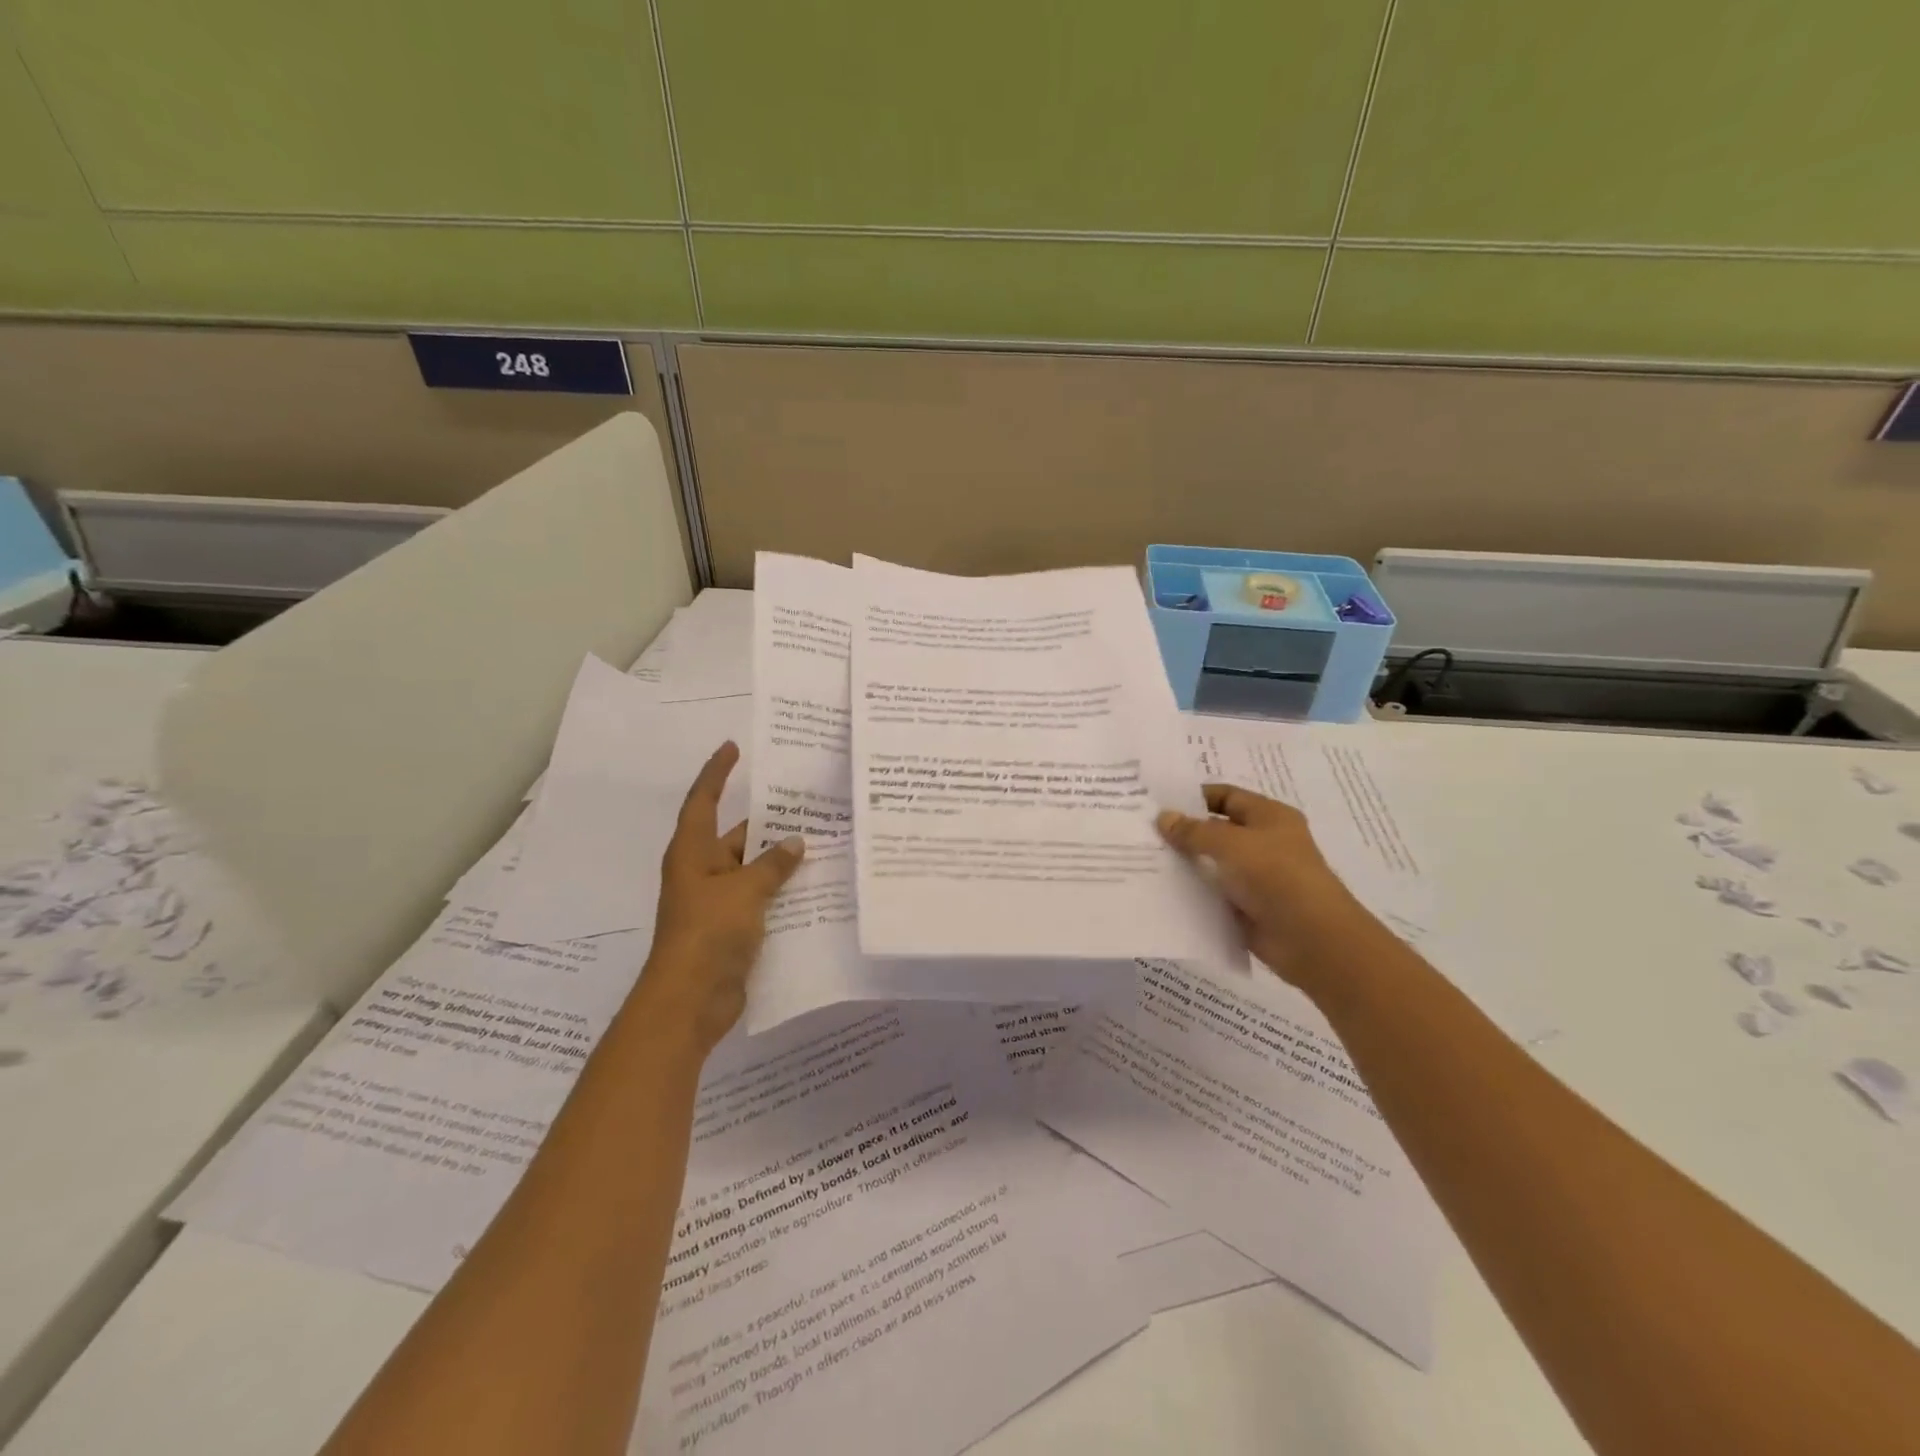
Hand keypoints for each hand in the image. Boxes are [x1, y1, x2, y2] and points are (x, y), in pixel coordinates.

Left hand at [641, 742, 805, 1050]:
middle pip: (737, 836)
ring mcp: (718, 902)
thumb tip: (796, 842)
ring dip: (782, 860)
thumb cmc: (708, 934)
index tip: (733, 747)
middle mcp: (703, 871)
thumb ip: (772, 864)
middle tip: (808, 802)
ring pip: (754, 869)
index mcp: (692, 853)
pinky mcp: (733, 928)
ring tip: (824, 840)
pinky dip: (783, 891)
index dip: (717, 772)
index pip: (703, 801)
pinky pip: (762, 898)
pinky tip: (817, 885)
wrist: (690, 1002)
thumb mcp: (744, 891)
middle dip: (769, 822)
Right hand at [1156, 784, 1366, 987]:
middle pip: (1216, 830)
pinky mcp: (1246, 908)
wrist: (1312, 939)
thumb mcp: (1231, 844)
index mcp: (1269, 817)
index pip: (1226, 796)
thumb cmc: (1276, 876)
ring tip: (1142, 859)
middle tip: (1141, 830)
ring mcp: (1255, 877)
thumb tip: (1163, 818)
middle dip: (1183, 831)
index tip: (1157, 803)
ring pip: (1211, 864)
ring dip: (1184, 863)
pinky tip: (1160, 890)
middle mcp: (1263, 843)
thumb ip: (1194, 831)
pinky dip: (1191, 892)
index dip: (1194, 797)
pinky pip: (1213, 894)